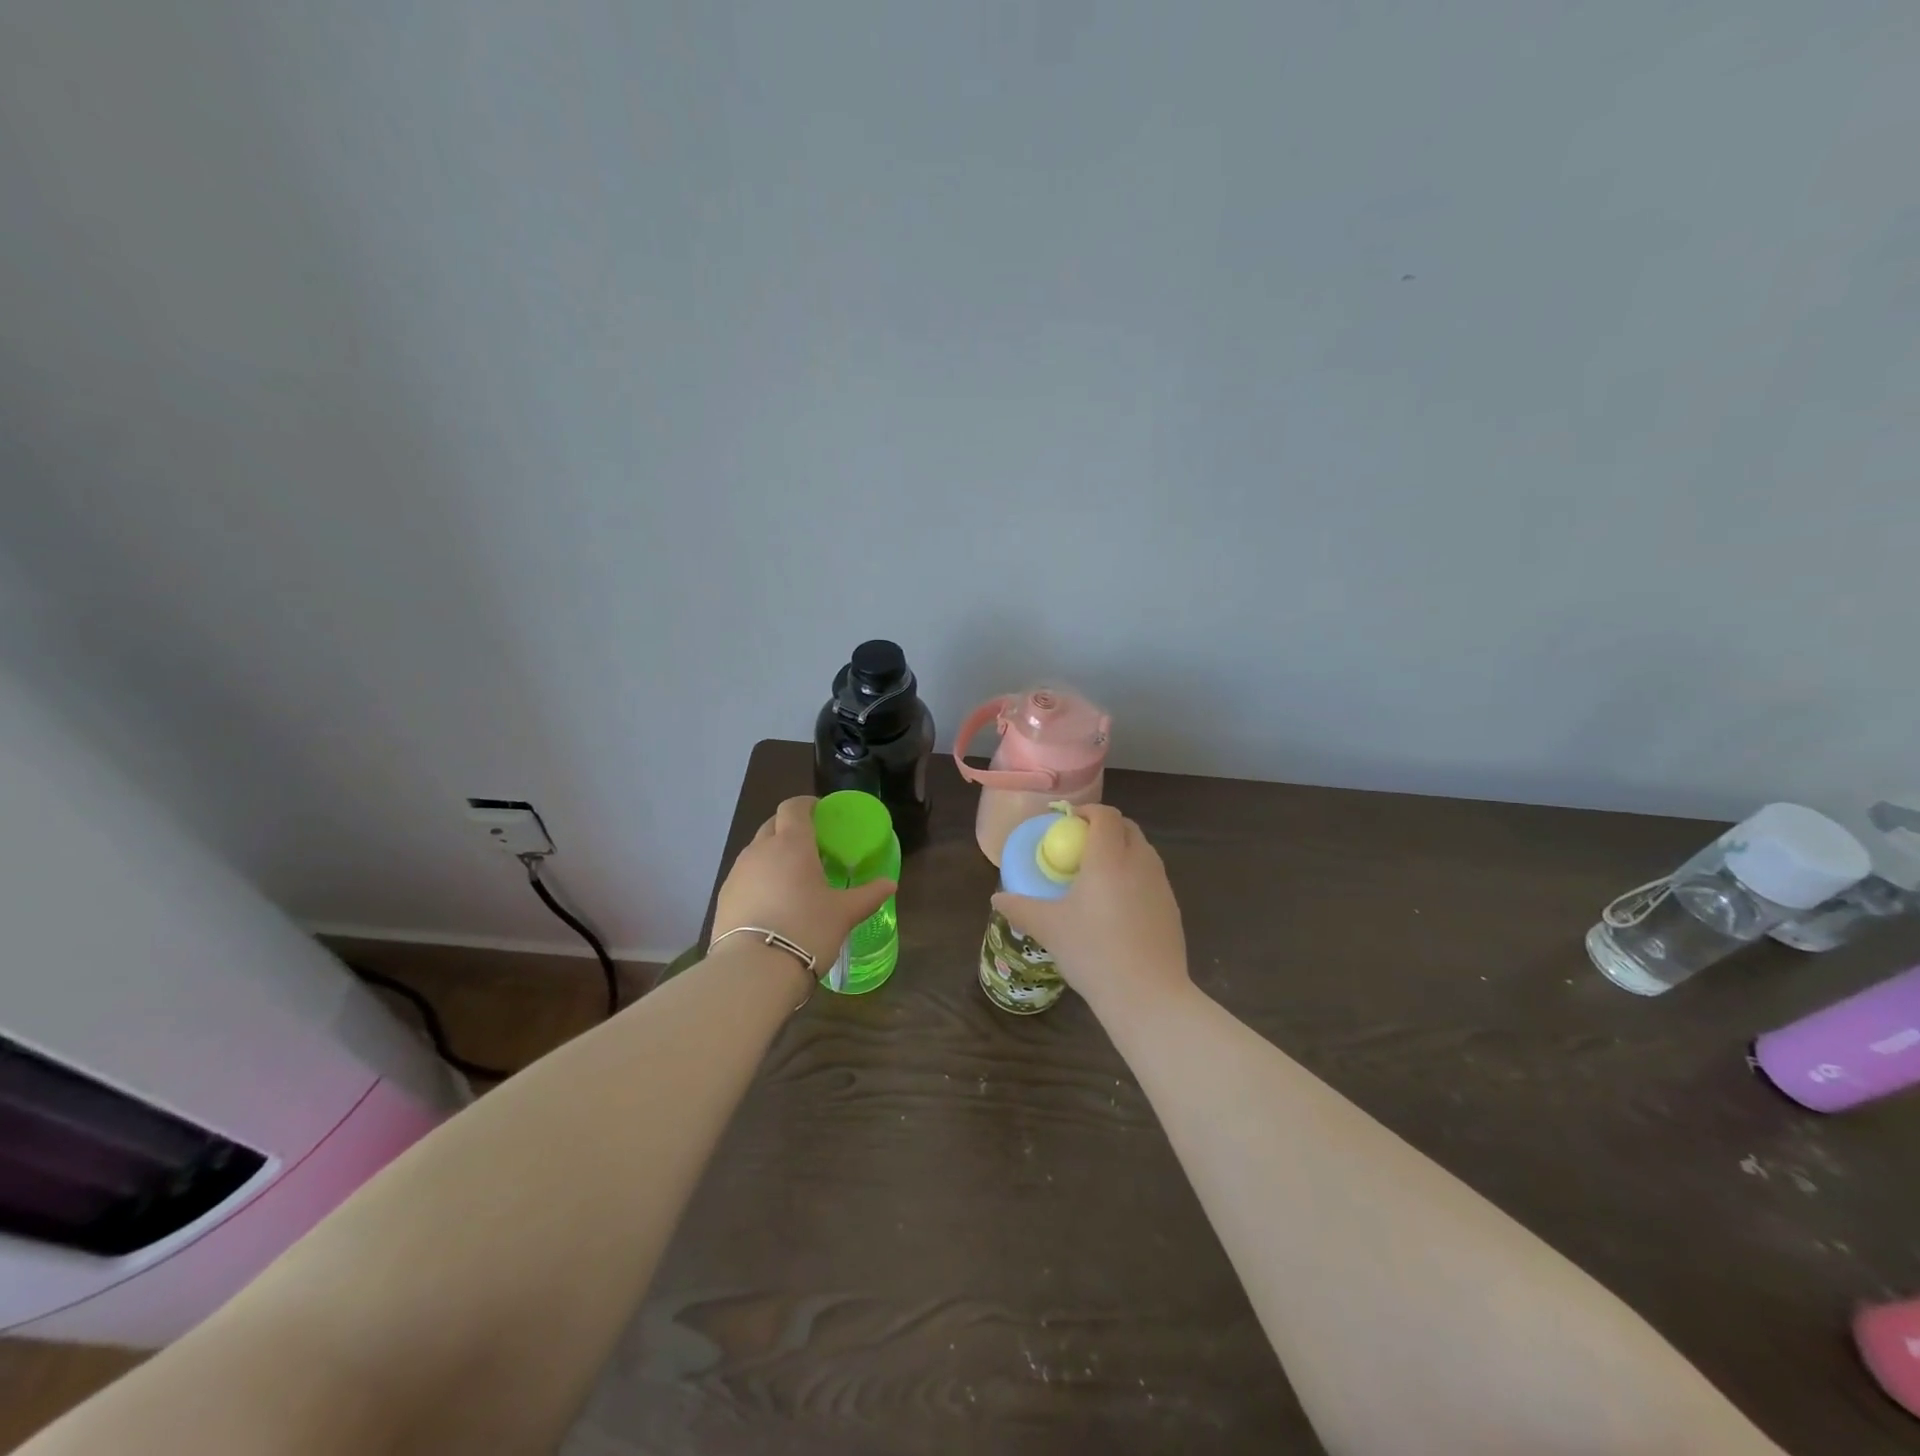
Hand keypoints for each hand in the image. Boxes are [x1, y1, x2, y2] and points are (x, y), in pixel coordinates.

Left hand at [713, 796, 895, 967]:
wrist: (754, 970)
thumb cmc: (807, 930)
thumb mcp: (844, 913)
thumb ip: (868, 895)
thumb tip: (889, 884)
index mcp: (792, 844)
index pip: (793, 807)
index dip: (807, 805)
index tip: (821, 813)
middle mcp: (760, 850)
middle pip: (773, 825)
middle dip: (790, 828)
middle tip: (811, 846)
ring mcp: (737, 873)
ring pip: (756, 851)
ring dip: (773, 854)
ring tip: (792, 877)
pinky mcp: (723, 897)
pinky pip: (745, 876)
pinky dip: (759, 879)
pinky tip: (772, 902)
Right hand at [992, 805, 1190, 1016]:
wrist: (1148, 995)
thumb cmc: (1093, 952)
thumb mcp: (1049, 929)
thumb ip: (1020, 908)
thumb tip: (996, 899)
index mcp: (1109, 858)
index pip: (1104, 815)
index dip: (1086, 812)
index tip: (1067, 824)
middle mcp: (1139, 862)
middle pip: (1127, 828)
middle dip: (1105, 828)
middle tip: (1080, 847)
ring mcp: (1161, 885)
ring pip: (1143, 852)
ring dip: (1122, 851)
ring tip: (1098, 876)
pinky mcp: (1173, 907)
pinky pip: (1152, 877)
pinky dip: (1135, 876)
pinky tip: (1118, 907)